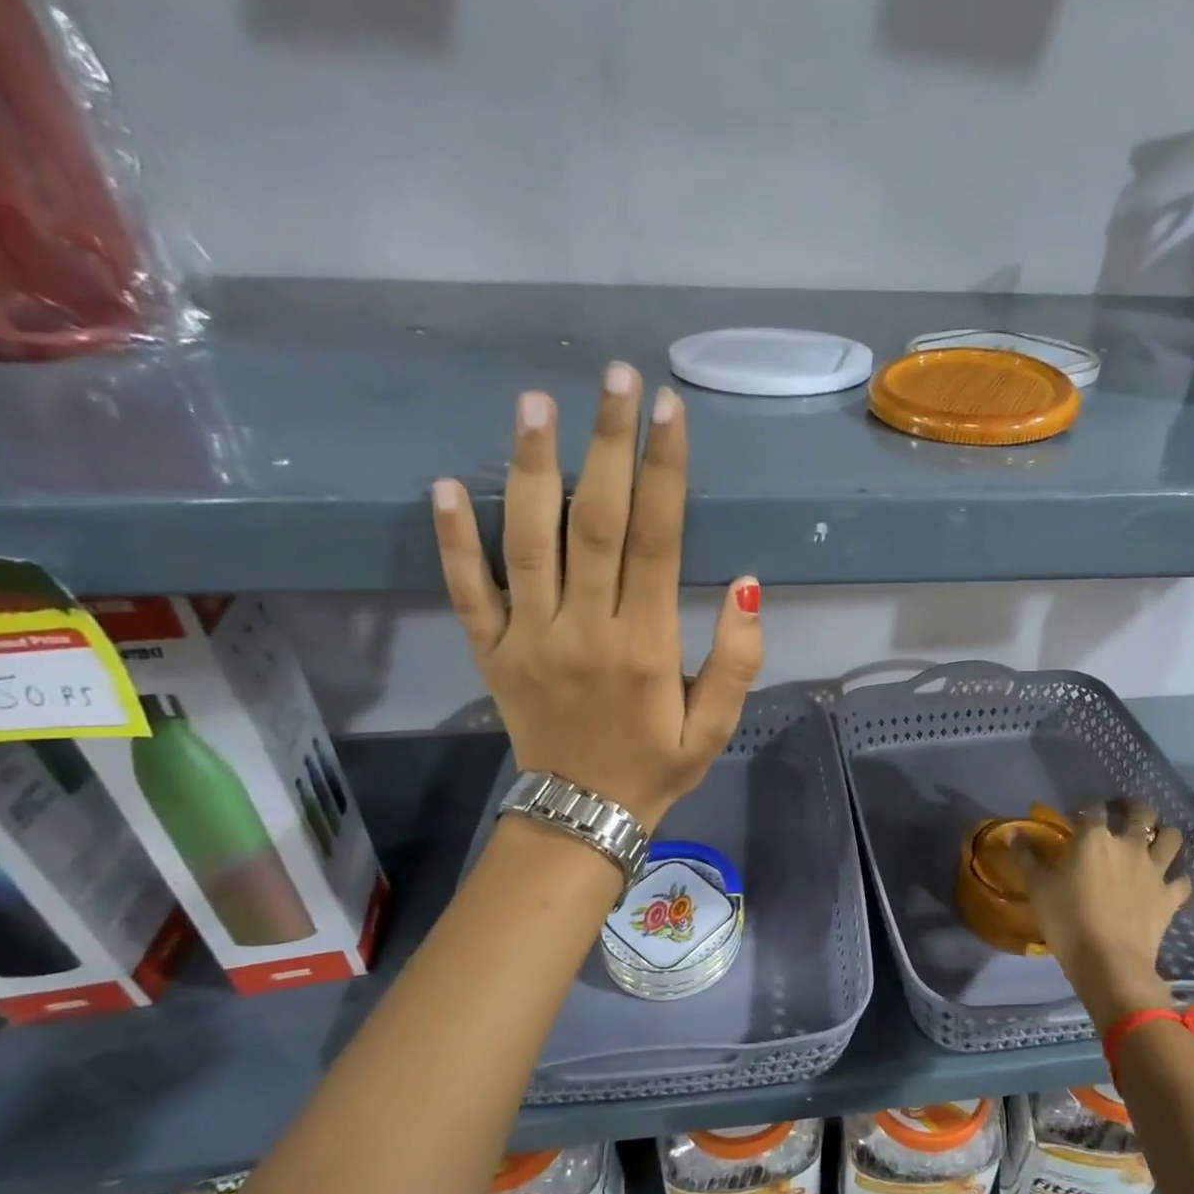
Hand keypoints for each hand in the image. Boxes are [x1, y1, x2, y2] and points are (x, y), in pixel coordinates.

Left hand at [431, 363, 763, 829]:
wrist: (581, 817)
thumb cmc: (656, 766)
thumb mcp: (716, 727)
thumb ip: (738, 658)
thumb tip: (748, 582)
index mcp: (646, 644)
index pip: (657, 540)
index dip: (664, 471)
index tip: (668, 410)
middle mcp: (586, 629)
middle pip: (595, 522)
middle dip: (607, 444)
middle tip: (614, 376)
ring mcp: (529, 638)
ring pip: (527, 542)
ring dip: (531, 469)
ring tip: (535, 404)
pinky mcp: (492, 652)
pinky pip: (466, 591)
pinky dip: (452, 540)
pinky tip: (446, 483)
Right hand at [1025, 803, 1191, 1026]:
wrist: (1109, 962)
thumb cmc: (1067, 920)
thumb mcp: (1038, 887)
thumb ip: (1026, 857)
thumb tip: (1013, 834)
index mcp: (1094, 838)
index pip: (1093, 806)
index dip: (1086, 804)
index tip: (1077, 812)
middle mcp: (1128, 845)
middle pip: (1141, 811)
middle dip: (1132, 807)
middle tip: (1121, 813)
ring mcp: (1154, 870)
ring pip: (1171, 837)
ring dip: (1163, 834)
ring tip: (1151, 840)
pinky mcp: (1170, 896)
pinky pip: (1182, 880)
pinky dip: (1176, 878)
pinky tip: (1167, 882)